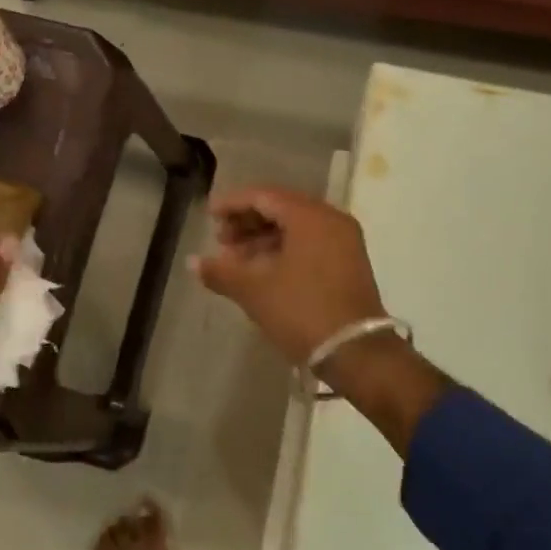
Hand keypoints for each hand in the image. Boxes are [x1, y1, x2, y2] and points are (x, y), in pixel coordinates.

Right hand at [192, 186, 443, 454]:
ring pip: (296, 228)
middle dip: (248, 223)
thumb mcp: (255, 291)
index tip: (210, 216)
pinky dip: (284, 250)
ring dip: (263, 239)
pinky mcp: (349, 263)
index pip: (264, 196)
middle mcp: (331, 220)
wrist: (357, 353)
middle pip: (281, 208)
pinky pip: (310, 243)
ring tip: (236, 261)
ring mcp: (344, 241)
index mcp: (310, 216)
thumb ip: (222, 271)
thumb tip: (193, 262)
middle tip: (221, 241)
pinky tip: (262, 271)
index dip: (233, 204)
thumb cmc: (302, 312)